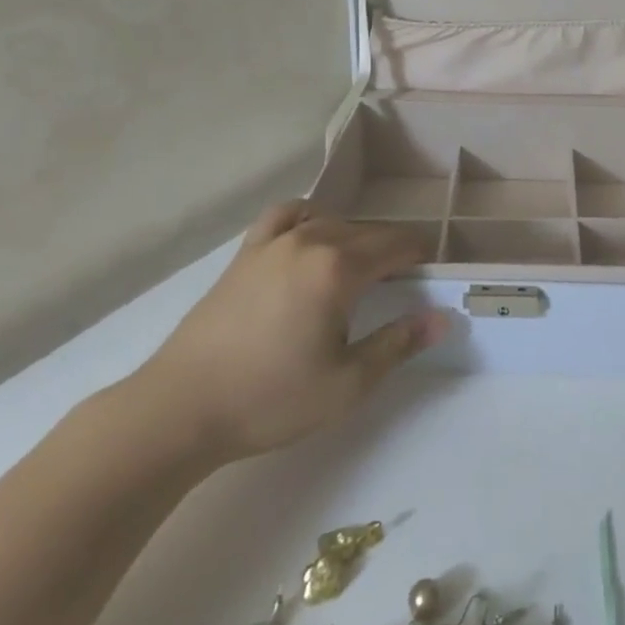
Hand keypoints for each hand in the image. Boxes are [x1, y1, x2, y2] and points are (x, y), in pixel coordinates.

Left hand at [134, 202, 445, 464]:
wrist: (180, 409)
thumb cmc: (271, 399)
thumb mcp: (348, 383)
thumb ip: (399, 344)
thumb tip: (443, 318)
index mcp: (339, 268)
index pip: (397, 245)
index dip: (421, 256)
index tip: (433, 275)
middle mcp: (310, 241)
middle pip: (368, 231)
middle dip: (392, 250)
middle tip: (402, 285)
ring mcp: (273, 242)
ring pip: (331, 222)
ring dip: (355, 238)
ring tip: (359, 270)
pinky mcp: (245, 253)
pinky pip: (286, 216)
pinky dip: (308, 219)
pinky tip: (310, 238)